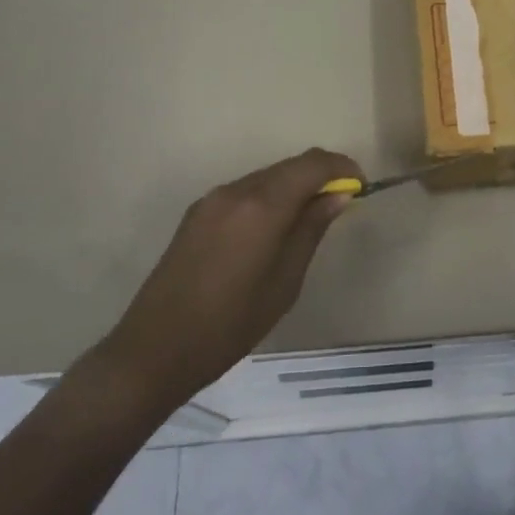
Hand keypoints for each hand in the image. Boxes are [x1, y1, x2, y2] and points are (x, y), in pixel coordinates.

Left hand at [97, 148, 358, 409]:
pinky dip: (269, 197)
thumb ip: (311, 230)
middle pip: (289, 166)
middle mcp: (236, 190)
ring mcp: (212, 199)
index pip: (312, 164)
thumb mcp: (285, 283)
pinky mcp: (197, 213)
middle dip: (319, 176)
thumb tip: (338, 195)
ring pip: (266, 177)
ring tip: (309, 220)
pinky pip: (245, 191)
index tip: (360, 187)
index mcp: (261, 206)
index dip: (341, 167)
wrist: (154, 350)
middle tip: (340, 203)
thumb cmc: (230, 325)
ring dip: (293, 187)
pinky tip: (273, 229)